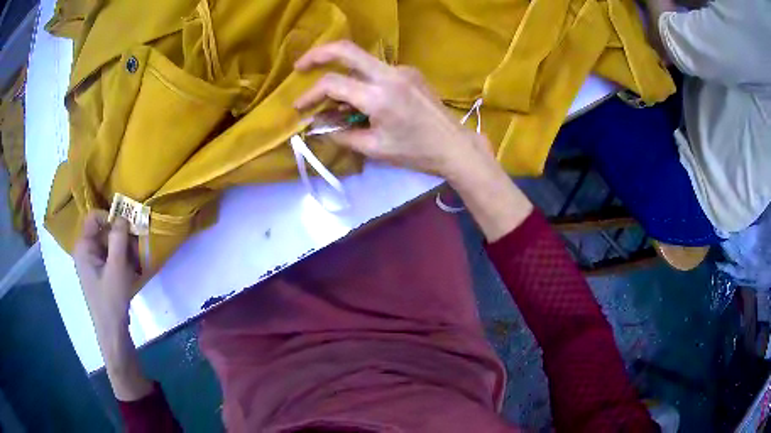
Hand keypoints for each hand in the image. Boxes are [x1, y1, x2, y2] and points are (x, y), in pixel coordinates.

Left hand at [73, 211, 140, 334]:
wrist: (113, 332)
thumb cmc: (111, 299)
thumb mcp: (117, 267)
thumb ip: (118, 238)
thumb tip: (123, 215)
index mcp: (83, 247)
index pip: (94, 217)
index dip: (110, 217)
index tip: (127, 228)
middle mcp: (85, 250)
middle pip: (103, 230)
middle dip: (121, 236)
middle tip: (136, 248)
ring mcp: (92, 262)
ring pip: (109, 243)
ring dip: (124, 249)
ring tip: (136, 263)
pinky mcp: (100, 272)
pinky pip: (111, 256)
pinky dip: (122, 259)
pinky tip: (132, 271)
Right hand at [294, 40, 491, 177]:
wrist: (456, 146)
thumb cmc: (416, 152)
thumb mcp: (375, 148)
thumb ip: (342, 134)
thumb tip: (319, 125)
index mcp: (380, 96)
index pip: (333, 84)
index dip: (310, 94)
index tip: (299, 108)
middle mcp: (390, 74)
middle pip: (346, 49)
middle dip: (318, 55)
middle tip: (300, 67)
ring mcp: (402, 69)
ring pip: (361, 61)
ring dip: (341, 74)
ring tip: (332, 101)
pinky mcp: (409, 72)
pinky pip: (377, 71)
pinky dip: (361, 81)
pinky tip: (361, 101)